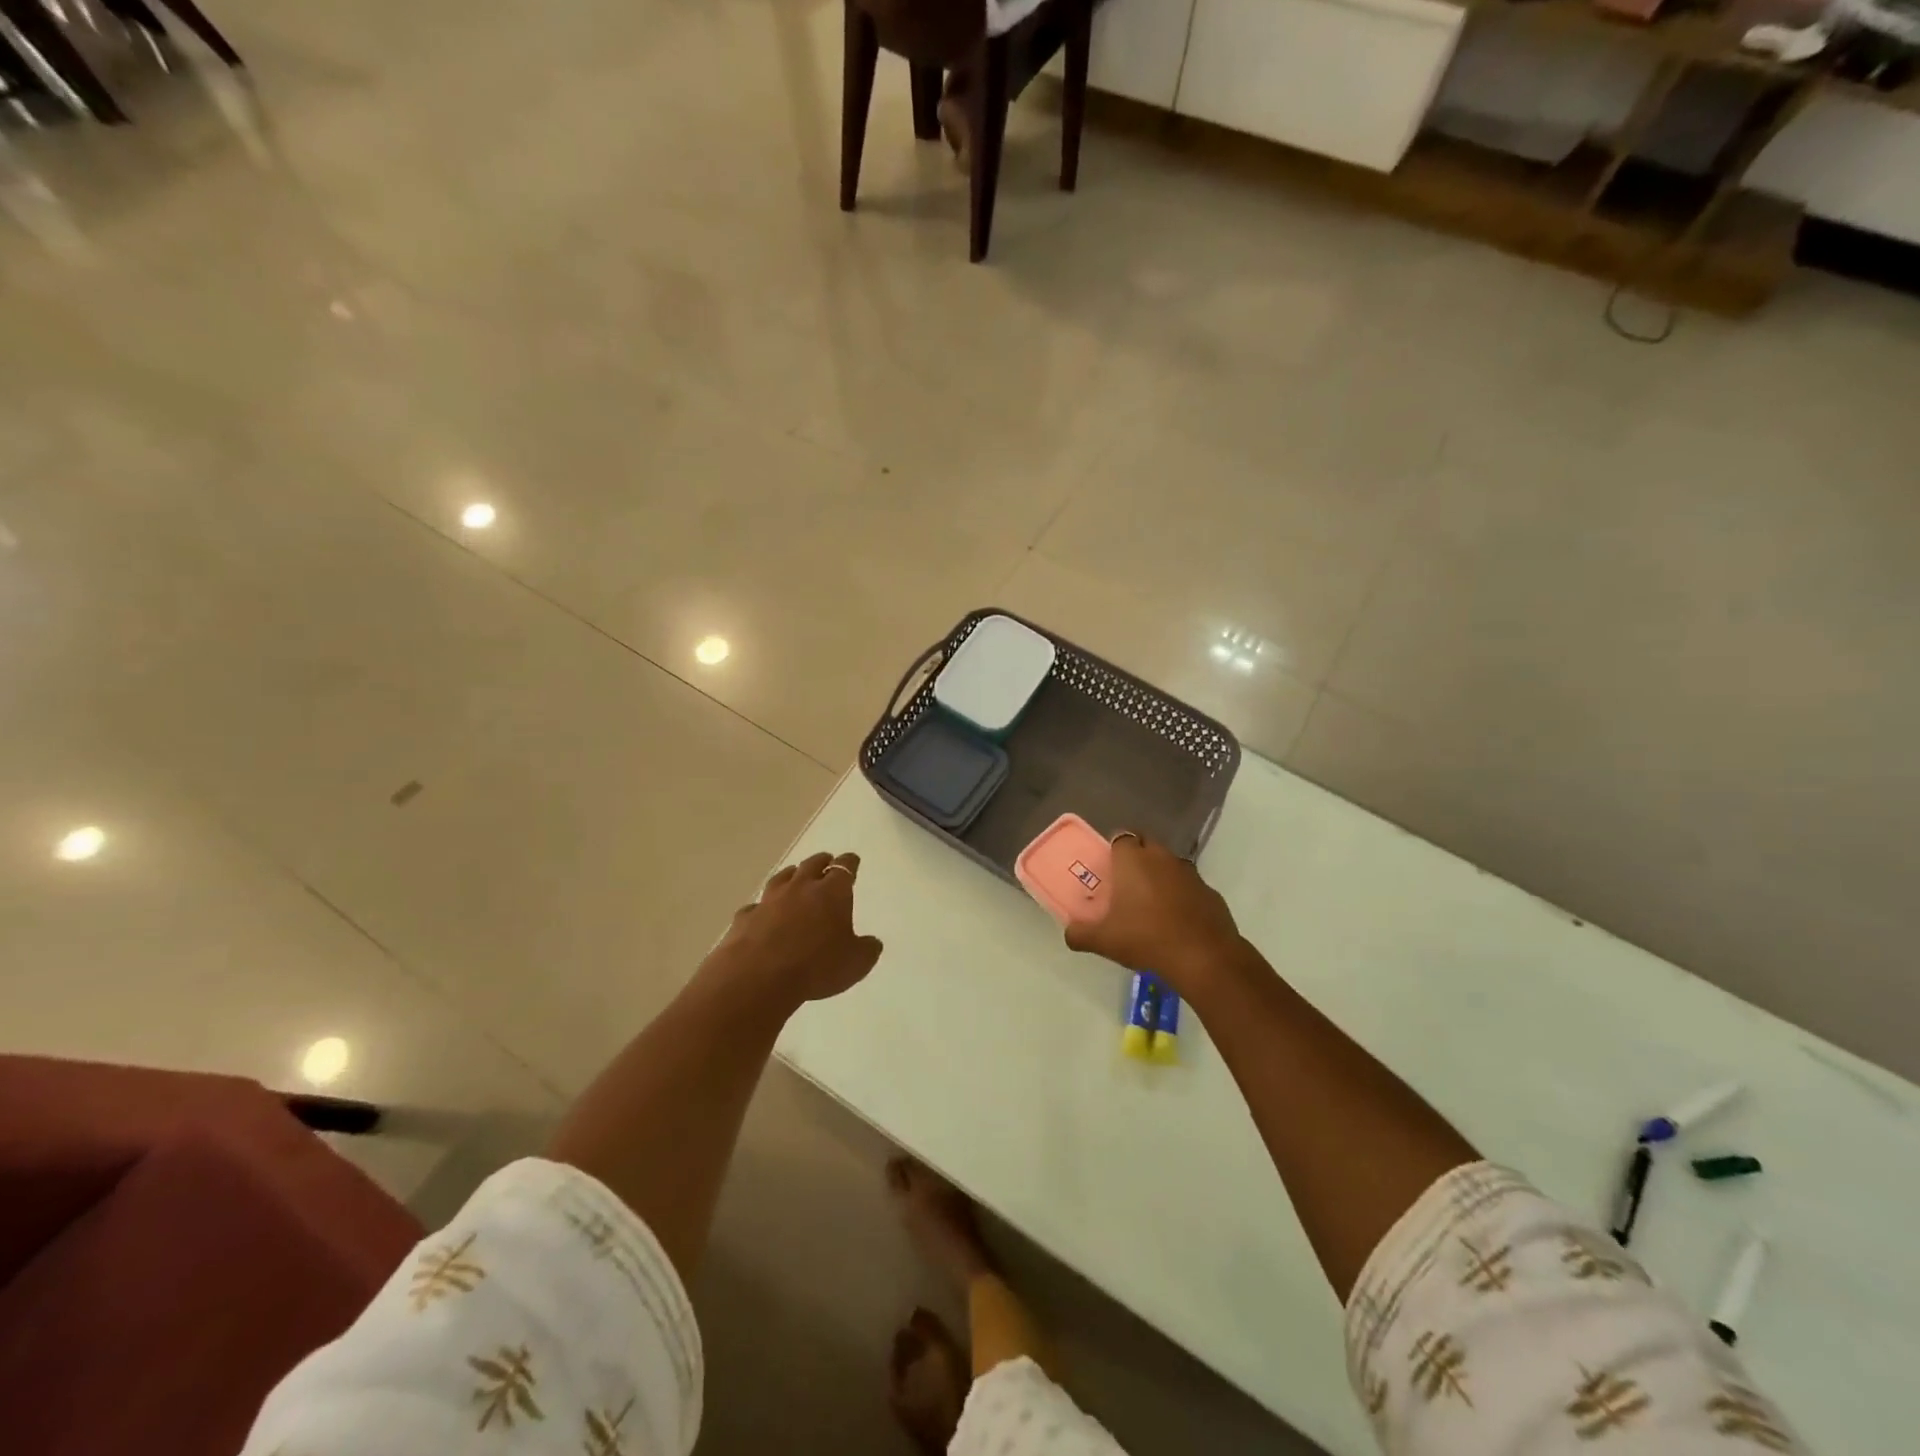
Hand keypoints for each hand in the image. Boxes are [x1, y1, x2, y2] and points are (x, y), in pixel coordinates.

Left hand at [707, 851, 883, 1006]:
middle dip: (821, 862)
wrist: (759, 977)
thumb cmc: (816, 966)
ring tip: (795, 876)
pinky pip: (756, 906)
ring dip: (791, 876)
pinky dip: (762, 908)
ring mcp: (770, 900)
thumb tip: (872, 943)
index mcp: (832, 892)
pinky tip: (762, 914)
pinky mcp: (746, 917)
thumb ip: (867, 949)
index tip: (852, 860)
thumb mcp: (856, 963)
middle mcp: (801, 887)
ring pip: (783, 878)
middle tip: (826, 862)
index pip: (844, 867)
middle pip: (812, 864)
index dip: (849, 862)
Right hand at [1064, 833, 1243, 993]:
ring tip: (1151, 905)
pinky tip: (1176, 921)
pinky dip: (1182, 896)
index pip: (1121, 837)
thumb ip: (1080, 933)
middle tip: (1126, 885)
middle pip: (1147, 846)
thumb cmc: (1146, 938)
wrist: (1203, 957)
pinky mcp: (1210, 892)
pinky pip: (1190, 886)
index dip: (1114, 850)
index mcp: (1133, 860)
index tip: (1108, 870)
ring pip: (1170, 865)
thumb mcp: (1104, 940)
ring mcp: (1190, 873)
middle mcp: (1162, 858)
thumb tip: (1069, 933)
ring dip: (1160, 877)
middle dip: (1137, 859)